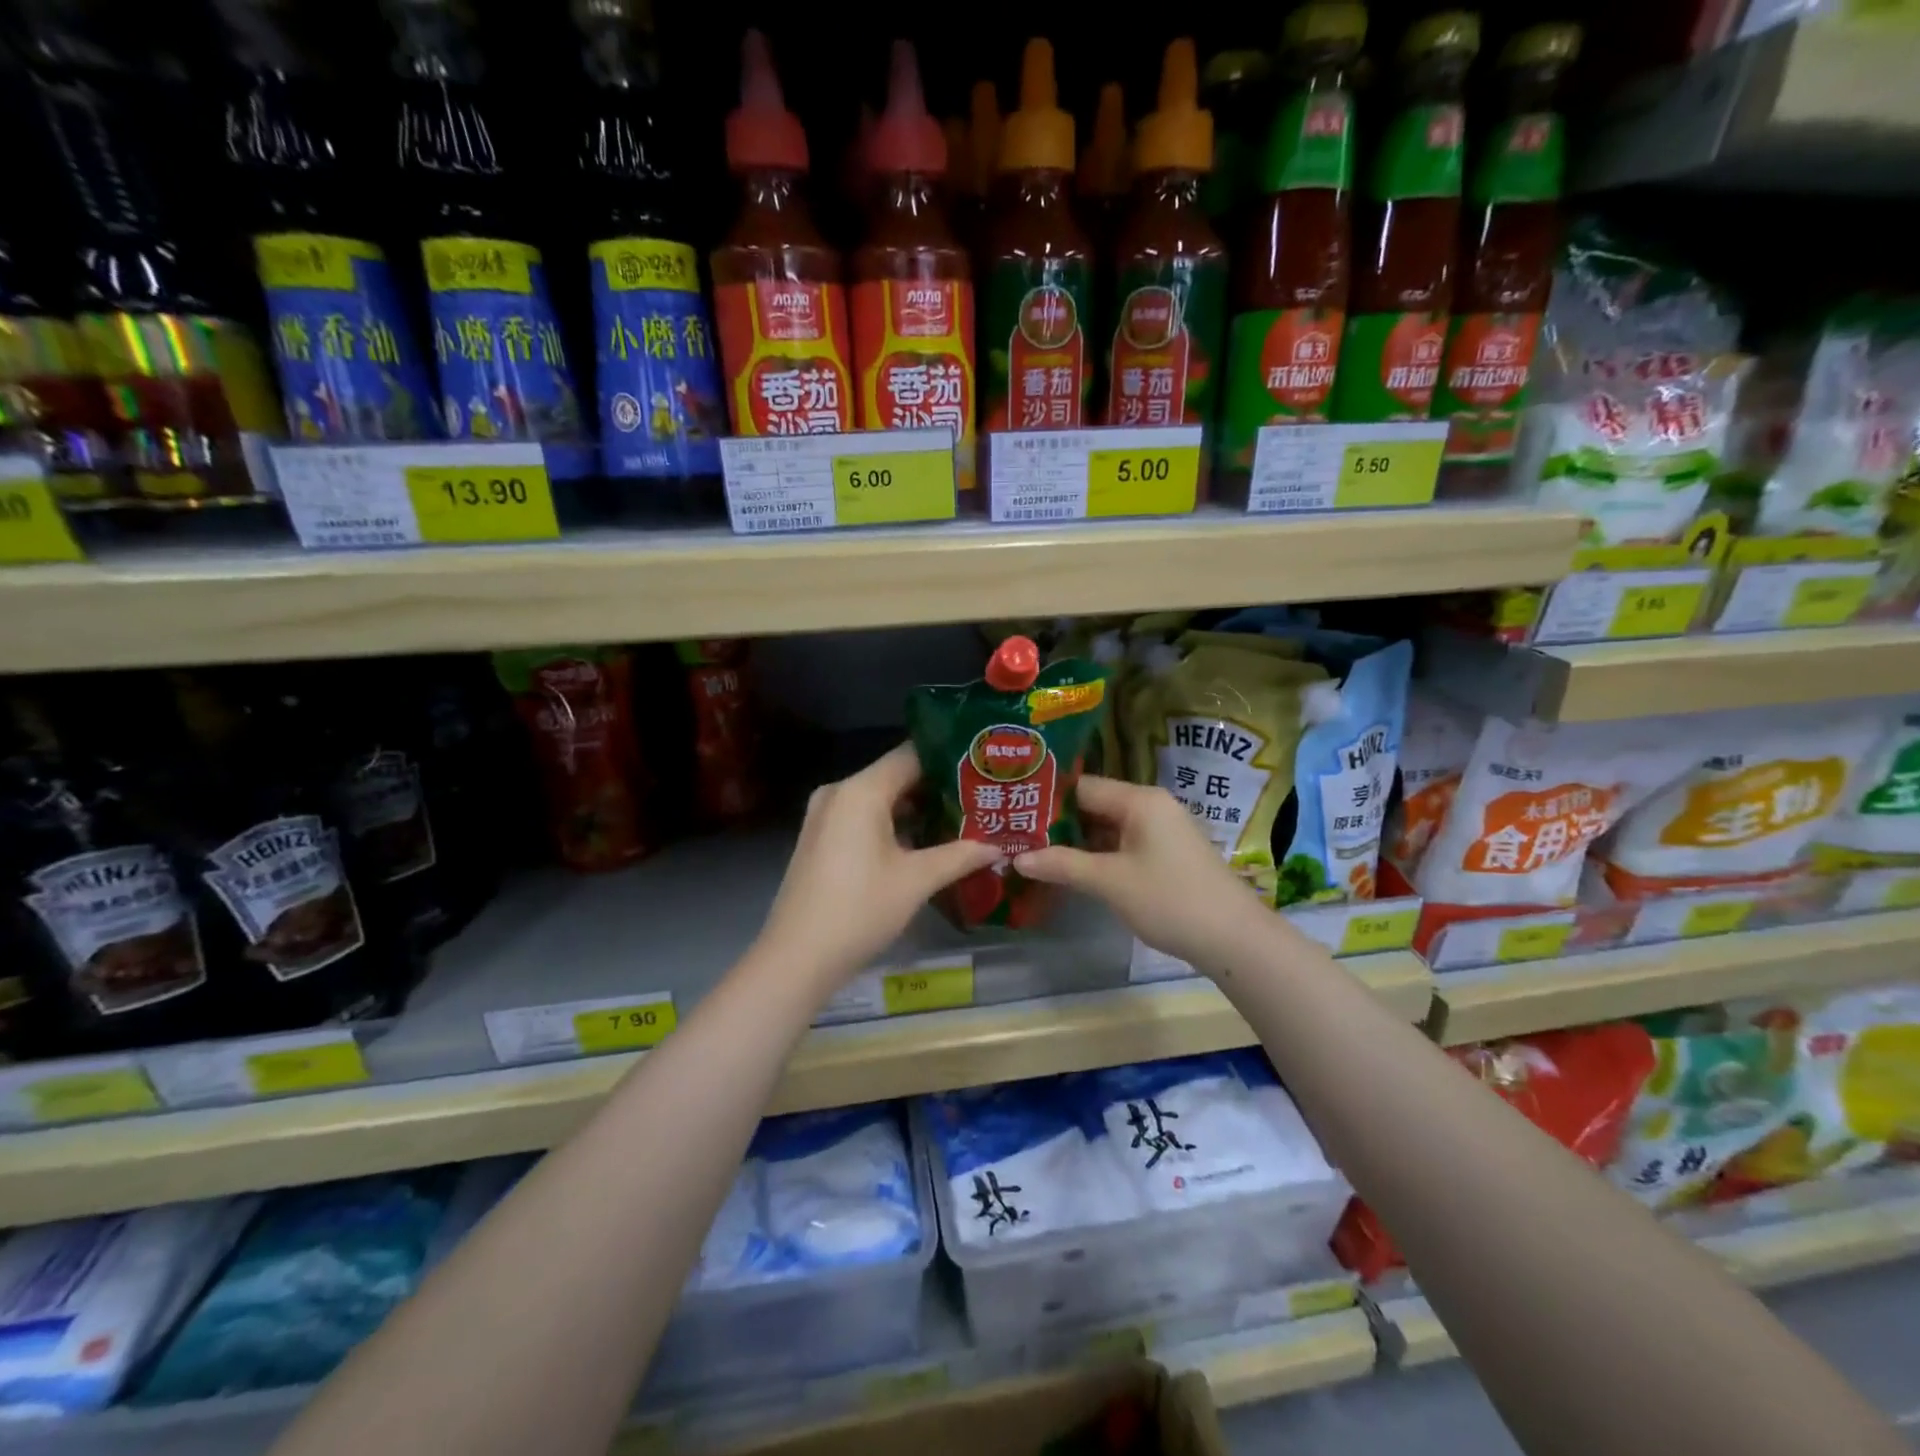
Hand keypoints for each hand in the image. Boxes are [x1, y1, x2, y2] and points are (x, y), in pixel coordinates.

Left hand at [754, 744, 1001, 994]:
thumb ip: (960, 856)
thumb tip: (998, 846)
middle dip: (938, 787)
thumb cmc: (859, 910)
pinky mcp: (820, 837)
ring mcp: (825, 815)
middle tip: (980, 797)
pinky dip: (892, 824)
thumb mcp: (916, 881)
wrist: (797, 958)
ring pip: (880, 798)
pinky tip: (924, 842)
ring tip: (961, 819)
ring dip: (916, 809)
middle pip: (896, 775)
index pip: (912, 755)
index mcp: (861, 790)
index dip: (949, 760)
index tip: (982, 769)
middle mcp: (840, 792)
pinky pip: (863, 817)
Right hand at [1015, 775, 1271, 972]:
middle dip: (1059, 822)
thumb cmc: (1169, 900)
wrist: (1234, 938)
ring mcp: (1162, 830)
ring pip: (1109, 826)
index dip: (1047, 799)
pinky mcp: (1168, 853)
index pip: (1083, 787)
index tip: (1015, 812)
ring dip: (1078, 840)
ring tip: (1036, 851)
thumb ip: (1062, 865)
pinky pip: (1124, 843)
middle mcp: (1151, 806)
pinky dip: (1099, 853)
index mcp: (1139, 800)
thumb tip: (1017, 858)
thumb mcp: (1109, 882)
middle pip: (1095, 804)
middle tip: (1019, 834)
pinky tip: (1073, 868)